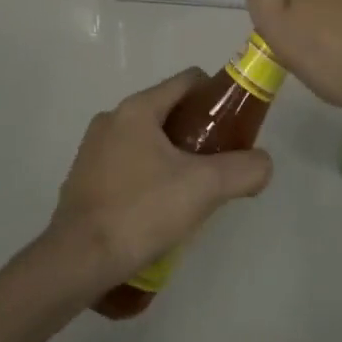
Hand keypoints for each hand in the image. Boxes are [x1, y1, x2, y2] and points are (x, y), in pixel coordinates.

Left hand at [48, 68, 273, 285]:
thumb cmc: (141, 211)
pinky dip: (148, 175)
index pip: (187, 81)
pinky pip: (127, 164)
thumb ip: (243, 169)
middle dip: (197, 132)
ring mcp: (93, 149)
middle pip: (168, 111)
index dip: (217, 96)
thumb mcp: (204, 188)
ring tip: (191, 192)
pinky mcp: (83, 179)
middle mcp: (111, 119)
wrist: (78, 260)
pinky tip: (158, 209)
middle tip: (219, 164)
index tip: (235, 126)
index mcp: (137, 109)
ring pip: (147, 140)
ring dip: (173, 156)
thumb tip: (263, 164)